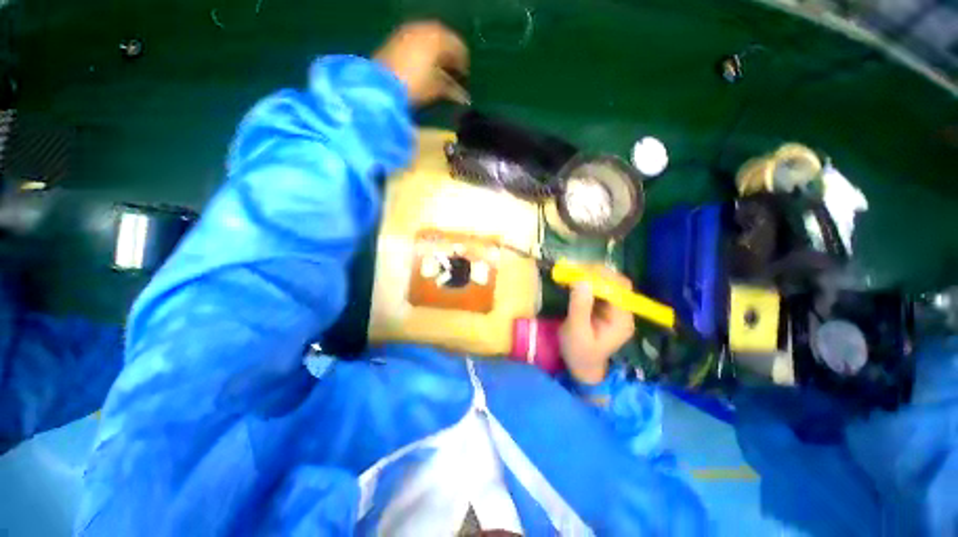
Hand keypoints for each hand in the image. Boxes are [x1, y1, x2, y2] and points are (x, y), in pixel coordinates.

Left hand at [374, 21, 468, 105]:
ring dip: (438, 54)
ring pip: (430, 39)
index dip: (463, 65)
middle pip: (445, 40)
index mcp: (439, 37)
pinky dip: (425, 52)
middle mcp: (425, 28)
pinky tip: (424, 67)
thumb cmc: (415, 85)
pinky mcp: (397, 38)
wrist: (381, 84)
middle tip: (454, 74)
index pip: (459, 48)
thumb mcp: (437, 88)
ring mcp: (409, 31)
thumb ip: (453, 89)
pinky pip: (417, 41)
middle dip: (451, 57)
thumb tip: (465, 97)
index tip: (465, 79)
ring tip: (440, 72)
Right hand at [560, 268, 635, 384]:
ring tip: (572, 272)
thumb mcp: (576, 331)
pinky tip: (574, 280)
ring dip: (591, 275)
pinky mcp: (605, 308)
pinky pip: (599, 289)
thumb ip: (580, 307)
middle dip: (596, 273)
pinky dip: (587, 282)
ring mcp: (614, 309)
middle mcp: (623, 311)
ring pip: (608, 283)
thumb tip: (581, 280)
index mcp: (621, 319)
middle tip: (574, 269)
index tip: (579, 271)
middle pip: (616, 283)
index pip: (619, 288)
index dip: (602, 276)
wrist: (581, 367)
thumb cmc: (579, 353)